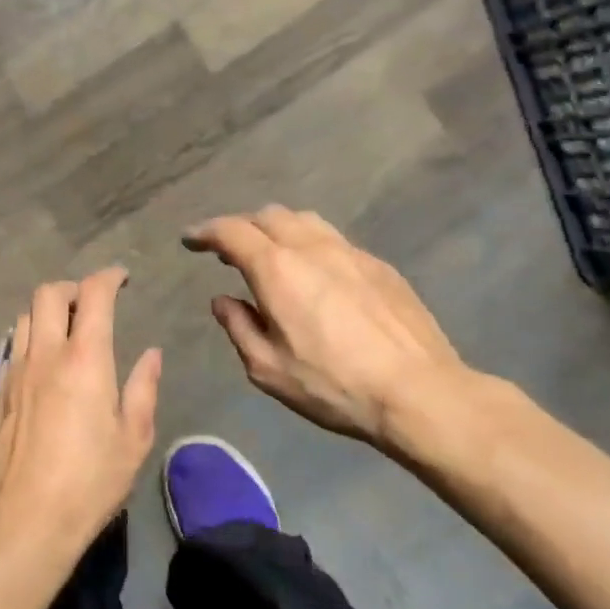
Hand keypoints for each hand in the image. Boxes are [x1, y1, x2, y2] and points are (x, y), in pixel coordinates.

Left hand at [0, 267, 161, 556]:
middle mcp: (44, 354)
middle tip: (91, 303)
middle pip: (48, 293)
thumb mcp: (133, 439)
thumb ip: (143, 389)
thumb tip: (151, 354)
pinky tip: (40, 365)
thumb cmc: (90, 481)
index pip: (94, 294)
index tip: (122, 278)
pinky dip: (29, 340)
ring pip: (24, 316)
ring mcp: (14, 371)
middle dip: (73, 287)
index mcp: (84, 359)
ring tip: (64, 330)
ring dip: (46, 311)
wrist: (25, 520)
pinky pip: (10, 348)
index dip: (109, 277)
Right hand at [184, 206, 501, 466]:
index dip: (205, 232)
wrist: (419, 392)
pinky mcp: (379, 265)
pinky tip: (317, 274)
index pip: (231, 231)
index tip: (190, 239)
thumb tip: (223, 300)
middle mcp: (311, 247)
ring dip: (278, 228)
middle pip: (267, 216)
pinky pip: (334, 239)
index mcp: (276, 269)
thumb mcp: (268, 368)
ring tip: (272, 254)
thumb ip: (238, 326)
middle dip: (241, 226)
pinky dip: (311, 244)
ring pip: (304, 220)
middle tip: (229, 251)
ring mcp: (350, 252)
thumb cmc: (334, 385)